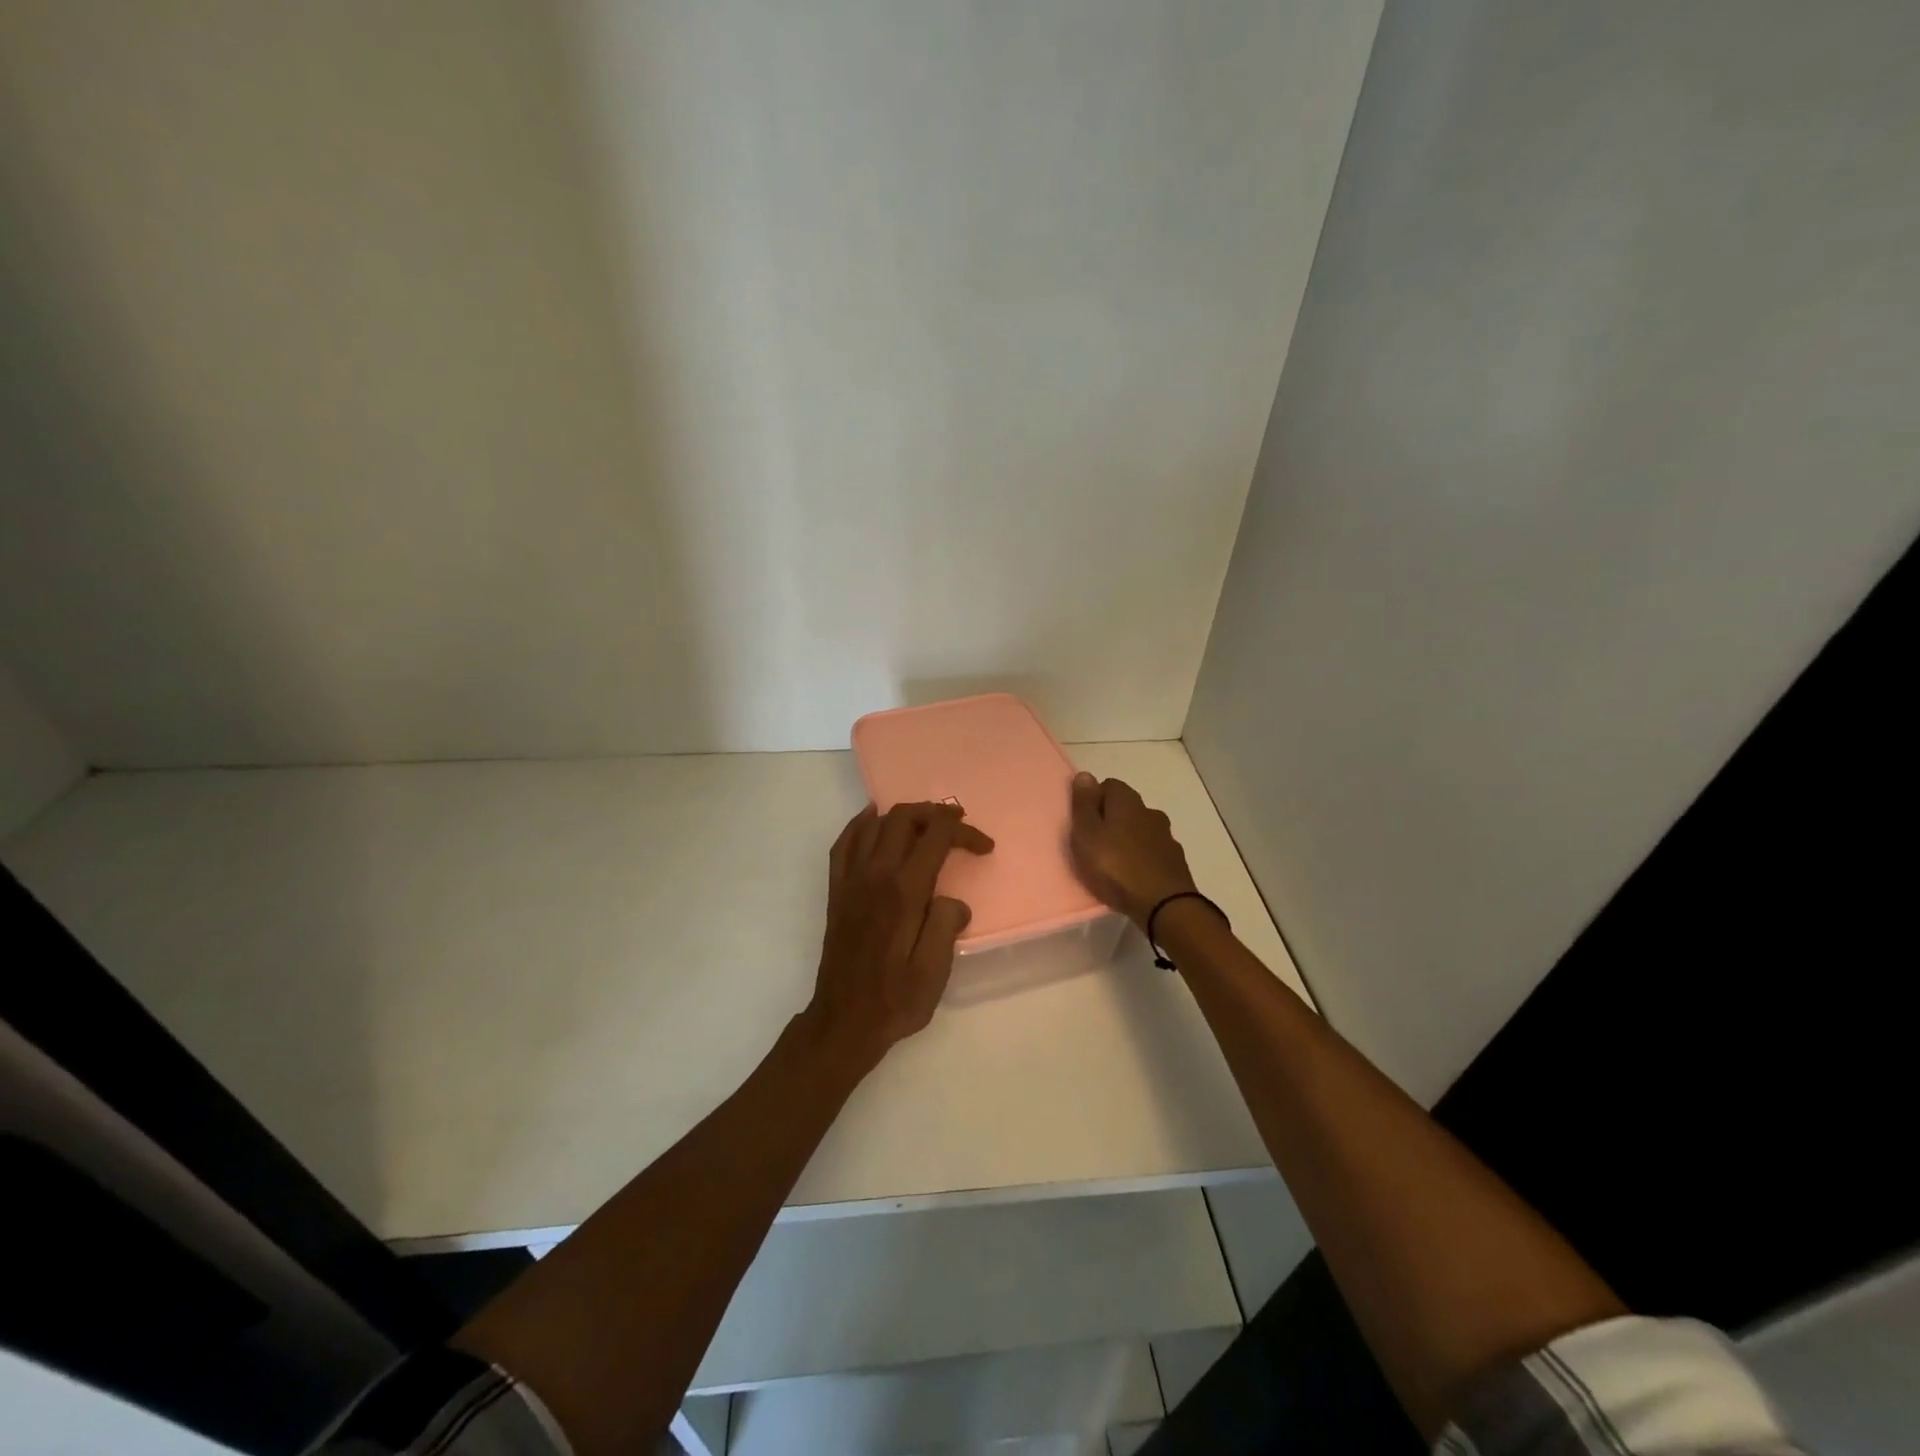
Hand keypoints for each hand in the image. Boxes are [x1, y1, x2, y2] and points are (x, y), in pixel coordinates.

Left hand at [805, 801, 994, 1065]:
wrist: (843, 1022)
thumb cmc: (894, 1000)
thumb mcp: (934, 972)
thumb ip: (946, 926)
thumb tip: (953, 901)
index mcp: (904, 892)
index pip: (936, 837)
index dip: (964, 832)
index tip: (985, 848)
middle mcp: (875, 876)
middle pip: (903, 819)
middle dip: (935, 813)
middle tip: (959, 824)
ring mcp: (851, 881)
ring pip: (874, 824)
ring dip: (903, 815)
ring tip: (926, 822)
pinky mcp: (837, 891)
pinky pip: (844, 843)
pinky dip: (861, 824)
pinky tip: (873, 821)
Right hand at [1069, 772, 1197, 928]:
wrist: (1163, 904)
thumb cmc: (1115, 866)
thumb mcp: (1086, 834)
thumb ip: (1083, 804)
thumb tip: (1085, 775)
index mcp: (1127, 801)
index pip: (1109, 785)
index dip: (1093, 800)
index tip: (1083, 823)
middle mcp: (1150, 812)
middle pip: (1126, 807)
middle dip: (1111, 820)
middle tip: (1095, 845)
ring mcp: (1166, 836)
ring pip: (1141, 829)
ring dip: (1128, 839)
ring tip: (1114, 863)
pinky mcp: (1175, 860)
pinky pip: (1152, 851)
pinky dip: (1142, 857)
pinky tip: (1134, 875)